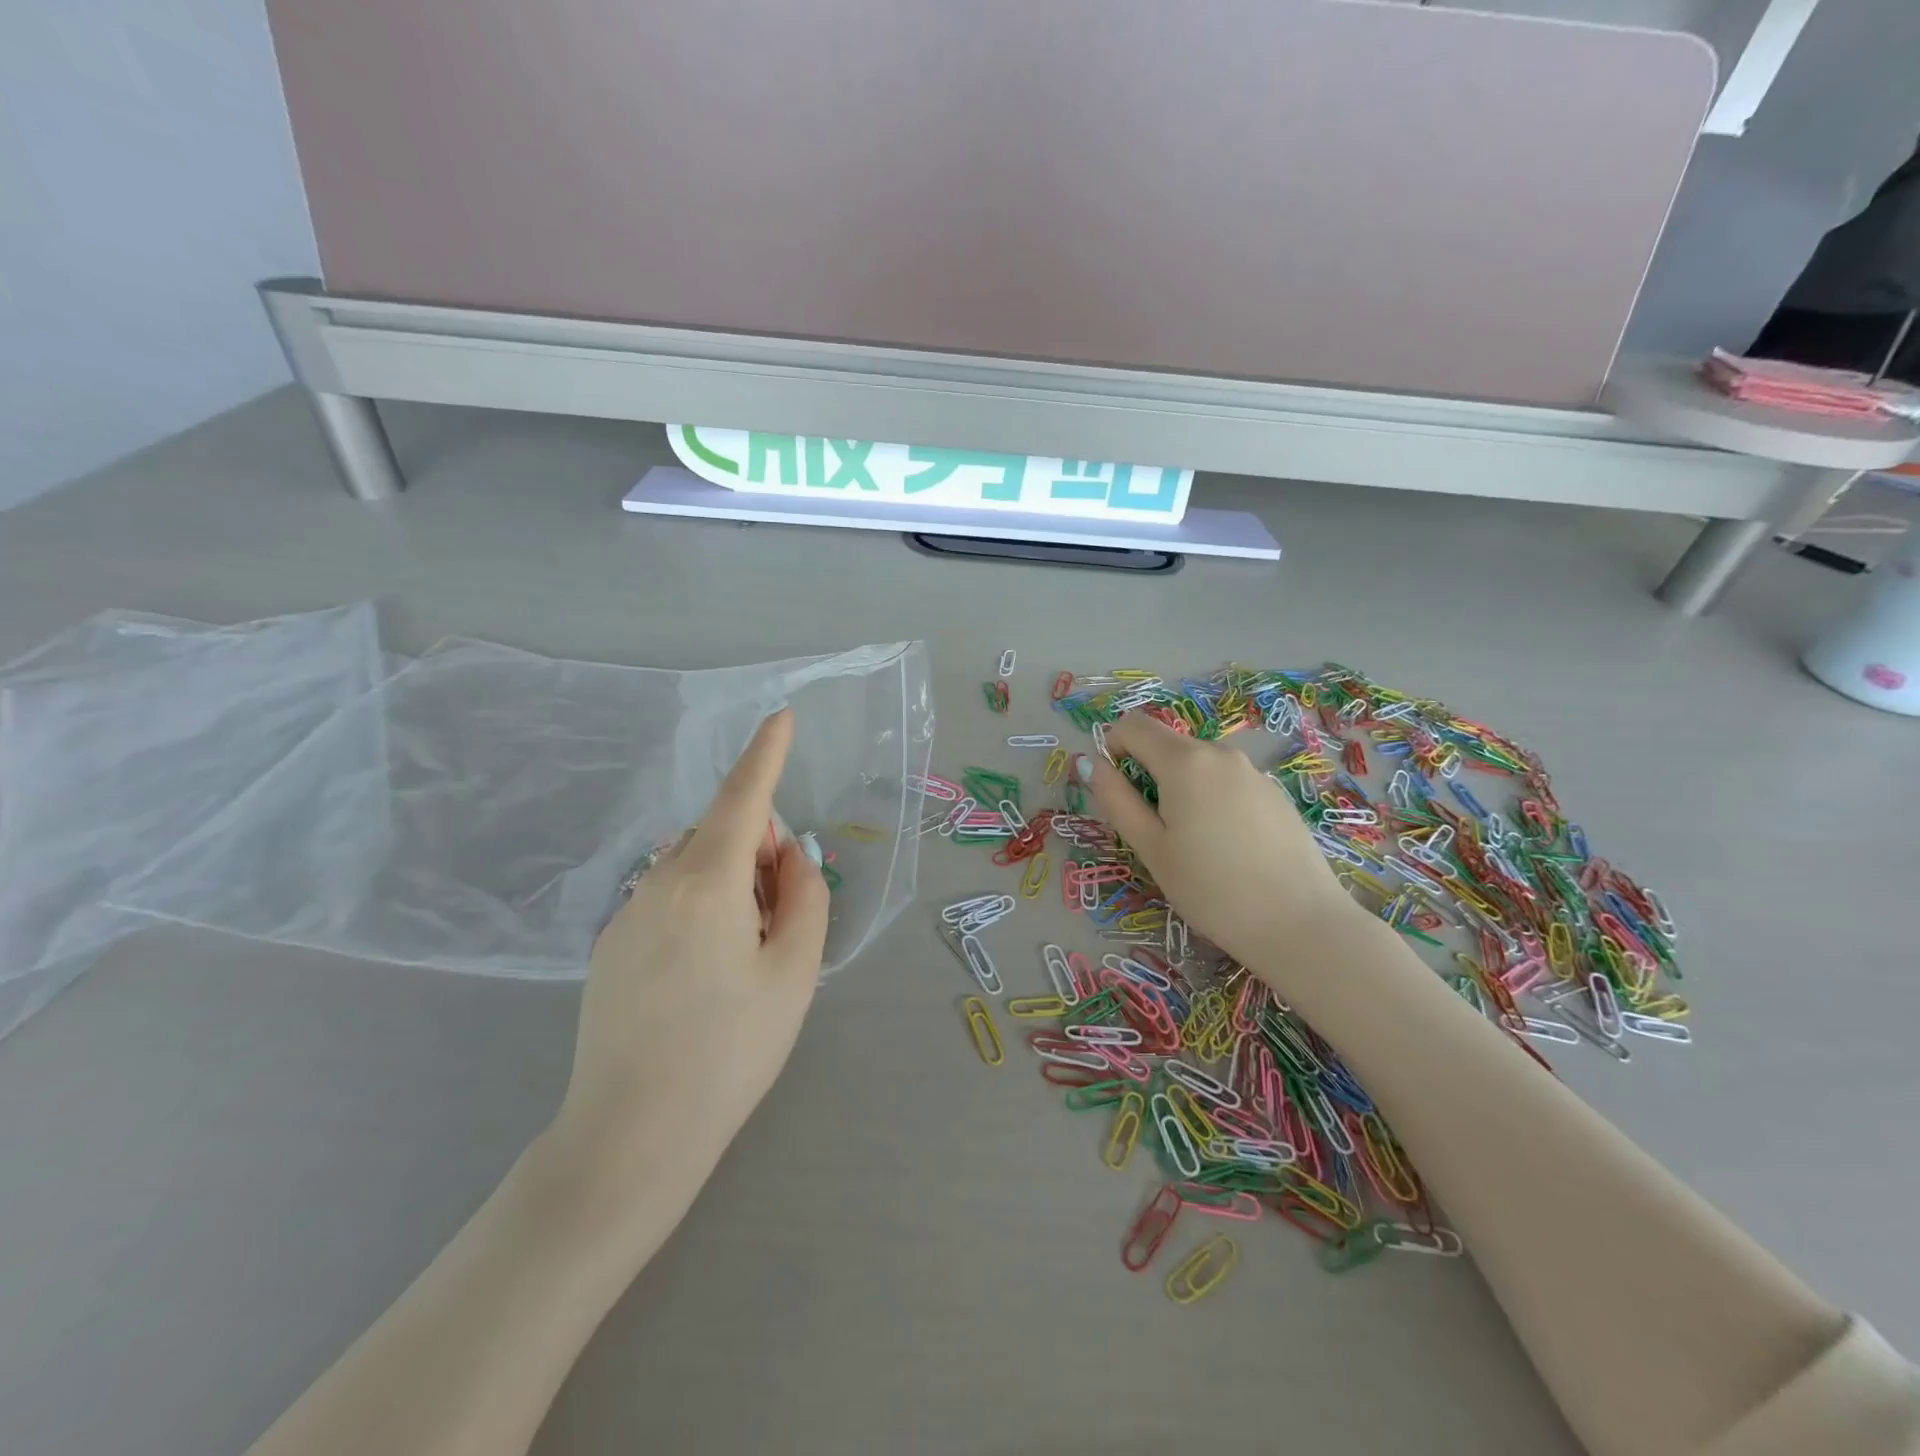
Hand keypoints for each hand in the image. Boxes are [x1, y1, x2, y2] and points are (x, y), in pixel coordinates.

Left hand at [551, 709, 829, 1196]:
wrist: (631, 1138)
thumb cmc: (729, 1052)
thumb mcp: (794, 972)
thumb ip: (804, 897)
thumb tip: (789, 858)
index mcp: (706, 883)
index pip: (743, 798)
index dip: (766, 754)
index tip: (781, 716)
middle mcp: (657, 884)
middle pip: (721, 835)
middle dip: (761, 850)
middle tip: (785, 916)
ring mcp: (626, 915)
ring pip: (695, 868)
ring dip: (733, 884)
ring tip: (748, 958)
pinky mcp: (611, 946)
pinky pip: (669, 899)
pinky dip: (703, 908)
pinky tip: (706, 977)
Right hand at [1088, 711, 1360, 970]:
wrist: (1300, 924)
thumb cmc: (1211, 889)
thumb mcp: (1151, 848)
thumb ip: (1117, 800)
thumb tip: (1094, 765)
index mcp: (1184, 761)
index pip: (1133, 725)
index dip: (1113, 749)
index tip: (1118, 793)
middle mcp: (1220, 753)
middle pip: (1167, 745)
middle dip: (1147, 775)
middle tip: (1154, 832)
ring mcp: (1253, 772)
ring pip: (1198, 766)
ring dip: (1180, 790)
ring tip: (1193, 846)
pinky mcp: (1275, 793)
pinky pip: (1227, 783)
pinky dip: (1212, 801)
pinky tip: (1228, 849)